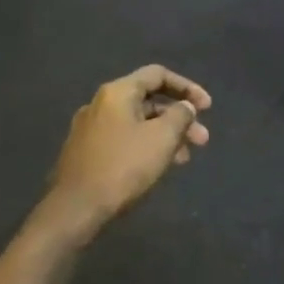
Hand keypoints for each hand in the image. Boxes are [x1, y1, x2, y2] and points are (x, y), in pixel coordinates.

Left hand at [47, 65, 211, 230]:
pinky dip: (147, 145)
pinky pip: (125, 139)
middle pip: (149, 101)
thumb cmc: (124, 167)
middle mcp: (101, 104)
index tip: (207, 107)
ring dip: (166, 135)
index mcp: (117, 93)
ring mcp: (91, 128)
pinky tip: (159, 166)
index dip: (187, 87)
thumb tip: (185, 107)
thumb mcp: (162, 138)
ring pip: (138, 123)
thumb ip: (180, 116)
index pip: (158, 75)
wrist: (76, 208)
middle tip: (202, 140)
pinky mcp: (87, 151)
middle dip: (180, 118)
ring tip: (185, 158)